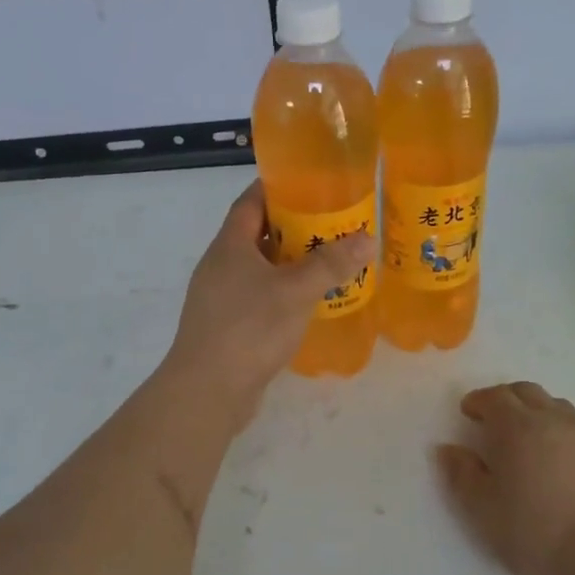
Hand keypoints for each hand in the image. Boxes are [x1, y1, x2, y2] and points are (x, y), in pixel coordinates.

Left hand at [163, 182, 374, 418]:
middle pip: (258, 234)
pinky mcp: (228, 326)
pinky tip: (309, 302)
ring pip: (260, 268)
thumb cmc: (249, 329)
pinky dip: (283, 292)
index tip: (310, 183)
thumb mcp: (295, 291)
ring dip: (291, 262)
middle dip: (294, 226)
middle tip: (333, 223)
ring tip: (329, 260)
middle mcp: (220, 266)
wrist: (208, 390)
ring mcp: (221, 298)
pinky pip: (259, 296)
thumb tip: (367, 238)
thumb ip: (331, 264)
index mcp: (230, 246)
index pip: (251, 202)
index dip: (277, 188)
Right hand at [437, 382, 574, 574]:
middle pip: (527, 391)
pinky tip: (568, 458)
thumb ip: (463, 475)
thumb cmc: (539, 535)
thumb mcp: (484, 512)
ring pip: (558, 406)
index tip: (469, 413)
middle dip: (507, 399)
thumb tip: (448, 449)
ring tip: (532, 438)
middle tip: (496, 420)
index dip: (478, 401)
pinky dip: (567, 432)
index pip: (494, 397)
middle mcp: (554, 419)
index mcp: (517, 428)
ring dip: (539, 412)